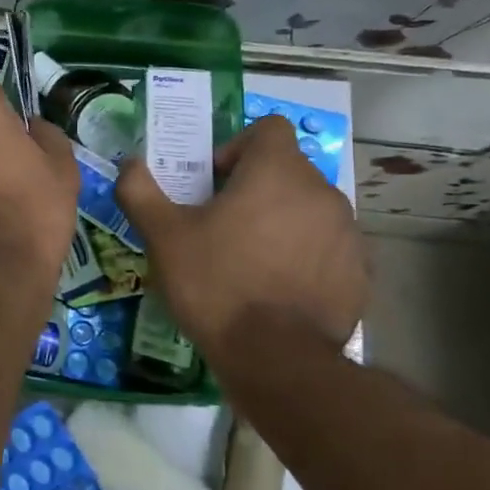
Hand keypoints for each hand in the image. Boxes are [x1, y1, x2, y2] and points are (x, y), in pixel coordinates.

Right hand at [117, 114, 366, 353]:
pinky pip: (326, 246)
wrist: (277, 360)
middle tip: (220, 224)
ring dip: (280, 220)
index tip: (214, 183)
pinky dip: (304, 254)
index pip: (270, 129)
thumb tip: (129, 163)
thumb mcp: (162, 235)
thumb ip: (140, 189)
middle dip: (255, 187)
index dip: (238, 147)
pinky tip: (276, 287)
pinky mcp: (359, 272)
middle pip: (287, 170)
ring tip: (248, 258)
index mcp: (277, 172)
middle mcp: (322, 193)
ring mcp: (347, 234)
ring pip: (308, 209)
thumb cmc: (215, 283)